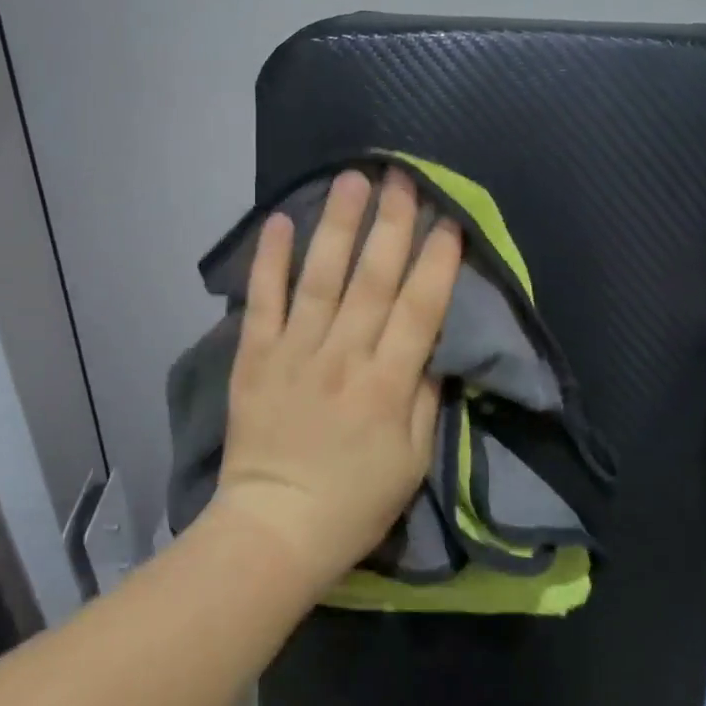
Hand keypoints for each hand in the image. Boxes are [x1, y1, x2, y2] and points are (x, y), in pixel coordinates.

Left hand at [214, 169, 464, 593]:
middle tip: (401, 176)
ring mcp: (295, 353)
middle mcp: (343, 357)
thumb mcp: (413, 462)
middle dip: (391, 223)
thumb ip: (426, 399)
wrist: (274, 530)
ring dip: (338, 226)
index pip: (419, 310)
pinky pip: (263, 301)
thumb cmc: (354, 503)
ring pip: (321, 278)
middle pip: (373, 279)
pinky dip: (270, 260)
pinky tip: (280, 220)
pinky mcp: (255, 357)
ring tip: (352, 179)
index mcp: (388, 385)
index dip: (437, 262)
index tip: (449, 220)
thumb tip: (434, 346)